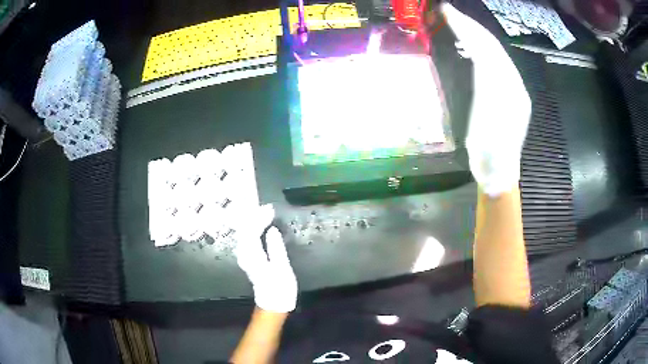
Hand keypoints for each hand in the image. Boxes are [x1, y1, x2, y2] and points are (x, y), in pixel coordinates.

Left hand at [234, 205, 297, 312]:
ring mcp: (245, 256)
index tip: (270, 210)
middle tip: (268, 208)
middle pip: (245, 230)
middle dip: (255, 217)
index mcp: (252, 255)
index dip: (260, 218)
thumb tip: (272, 230)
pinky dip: (253, 230)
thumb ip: (276, 248)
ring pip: (245, 233)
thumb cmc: (280, 287)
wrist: (273, 303)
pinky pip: (248, 239)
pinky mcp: (248, 258)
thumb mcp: (281, 268)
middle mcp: (244, 254)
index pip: (252, 231)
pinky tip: (260, 226)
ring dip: (254, 222)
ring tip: (265, 213)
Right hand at [443, 4, 531, 196]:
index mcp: (509, 89)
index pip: (488, 49)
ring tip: (457, 22)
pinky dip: (479, 49)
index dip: (468, 29)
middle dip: (471, 26)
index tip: (448, 13)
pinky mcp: (507, 94)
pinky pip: (493, 64)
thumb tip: (483, 55)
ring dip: (475, 34)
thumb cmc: (490, 154)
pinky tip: (469, 45)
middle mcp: (514, 83)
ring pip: (494, 53)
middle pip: (493, 47)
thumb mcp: (486, 123)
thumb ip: (487, 88)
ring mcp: (512, 88)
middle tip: (448, 11)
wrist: (499, 172)